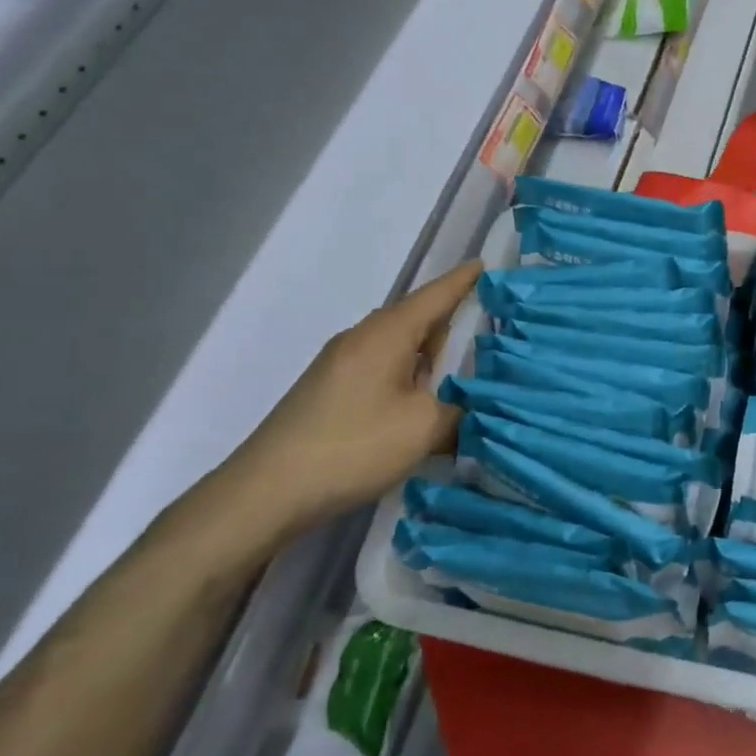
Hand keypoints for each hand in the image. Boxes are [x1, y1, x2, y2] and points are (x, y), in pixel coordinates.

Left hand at [206, 260, 481, 542]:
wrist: (268, 490)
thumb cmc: (354, 444)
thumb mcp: (424, 427)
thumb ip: (458, 410)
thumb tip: (466, 408)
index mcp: (387, 333)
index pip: (435, 295)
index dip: (463, 281)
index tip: (485, 265)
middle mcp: (361, 338)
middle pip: (415, 319)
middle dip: (450, 322)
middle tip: (487, 332)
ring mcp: (340, 364)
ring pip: (397, 346)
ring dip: (427, 356)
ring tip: (460, 375)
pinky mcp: (328, 391)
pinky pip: (380, 368)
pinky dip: (406, 376)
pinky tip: (418, 406)